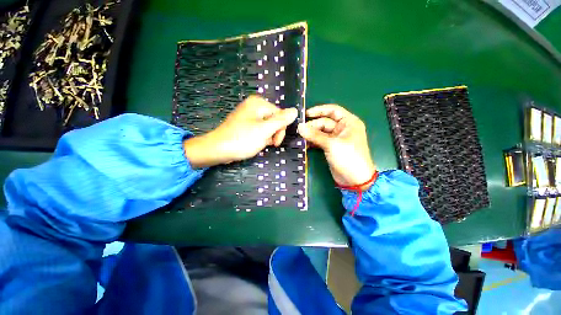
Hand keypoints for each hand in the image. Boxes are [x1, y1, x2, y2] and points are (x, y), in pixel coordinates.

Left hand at [184, 95, 297, 167]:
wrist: (218, 149)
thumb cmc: (242, 139)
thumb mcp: (265, 130)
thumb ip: (281, 120)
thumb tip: (295, 110)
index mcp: (259, 103)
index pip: (280, 114)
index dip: (281, 129)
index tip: (275, 143)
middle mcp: (253, 106)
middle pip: (274, 120)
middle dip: (273, 133)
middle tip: (267, 144)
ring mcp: (248, 115)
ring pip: (267, 126)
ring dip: (266, 137)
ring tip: (258, 144)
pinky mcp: (244, 124)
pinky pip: (259, 129)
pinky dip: (259, 137)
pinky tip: (254, 143)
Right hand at [297, 104, 375, 189]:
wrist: (354, 180)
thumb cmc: (348, 158)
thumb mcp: (332, 144)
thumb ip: (315, 135)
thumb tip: (299, 127)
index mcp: (349, 122)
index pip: (333, 111)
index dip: (319, 110)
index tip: (305, 114)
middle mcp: (343, 128)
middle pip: (324, 122)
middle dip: (312, 126)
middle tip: (299, 130)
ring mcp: (336, 139)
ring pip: (321, 132)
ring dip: (311, 134)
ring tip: (300, 137)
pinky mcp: (331, 148)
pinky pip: (320, 141)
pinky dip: (313, 142)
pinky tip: (305, 144)